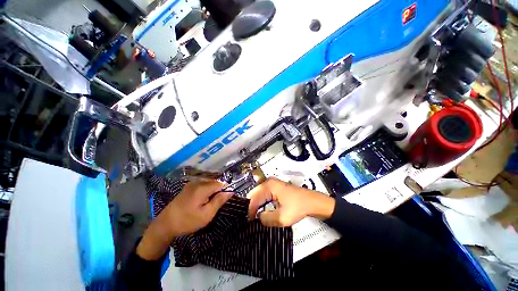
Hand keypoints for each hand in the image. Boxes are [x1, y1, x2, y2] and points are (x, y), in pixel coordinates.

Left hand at [137, 179, 232, 259]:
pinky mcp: (188, 187)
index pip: (221, 183)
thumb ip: (219, 200)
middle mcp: (197, 182)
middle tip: (215, 204)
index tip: (225, 199)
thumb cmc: (187, 221)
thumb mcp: (206, 214)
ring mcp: (192, 183)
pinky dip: (207, 191)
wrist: (165, 225)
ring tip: (208, 204)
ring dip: (212, 192)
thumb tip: (230, 191)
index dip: (226, 189)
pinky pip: (203, 185)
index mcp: (202, 188)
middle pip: (215, 182)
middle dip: (219, 191)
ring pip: (209, 184)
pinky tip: (202, 201)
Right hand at [248, 177, 334, 226]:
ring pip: (258, 194)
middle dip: (251, 206)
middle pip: (254, 194)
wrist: (312, 202)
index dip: (250, 211)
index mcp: (269, 186)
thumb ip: (266, 219)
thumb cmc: (298, 208)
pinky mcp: (275, 187)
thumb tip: (258, 218)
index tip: (248, 222)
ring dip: (256, 205)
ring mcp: (272, 183)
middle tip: (250, 219)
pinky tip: (262, 210)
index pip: (254, 198)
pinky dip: (262, 202)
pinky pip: (264, 194)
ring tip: (254, 216)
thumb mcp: (282, 217)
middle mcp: (268, 182)